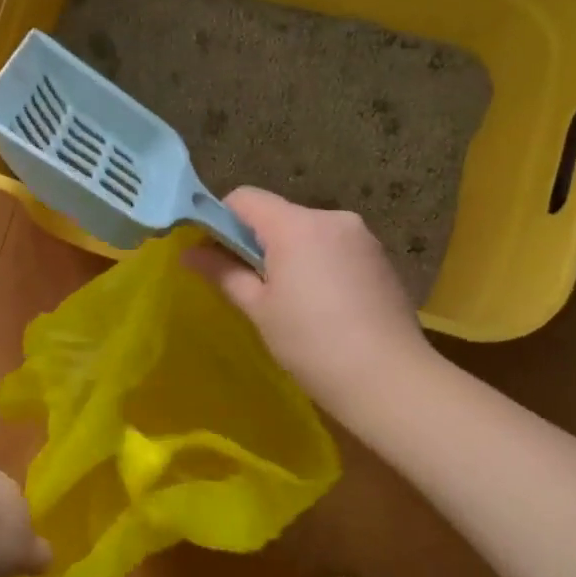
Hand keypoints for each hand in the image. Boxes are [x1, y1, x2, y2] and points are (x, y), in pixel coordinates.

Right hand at [189, 187, 431, 410]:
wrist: (388, 378)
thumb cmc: (311, 343)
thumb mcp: (259, 308)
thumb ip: (223, 272)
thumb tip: (187, 253)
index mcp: (296, 226)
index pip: (245, 198)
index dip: (221, 218)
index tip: (213, 252)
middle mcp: (331, 218)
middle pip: (278, 214)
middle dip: (257, 240)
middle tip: (247, 284)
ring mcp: (361, 236)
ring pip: (308, 231)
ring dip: (290, 253)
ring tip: (288, 299)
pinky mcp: (380, 257)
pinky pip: (335, 247)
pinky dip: (318, 263)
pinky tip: (321, 304)